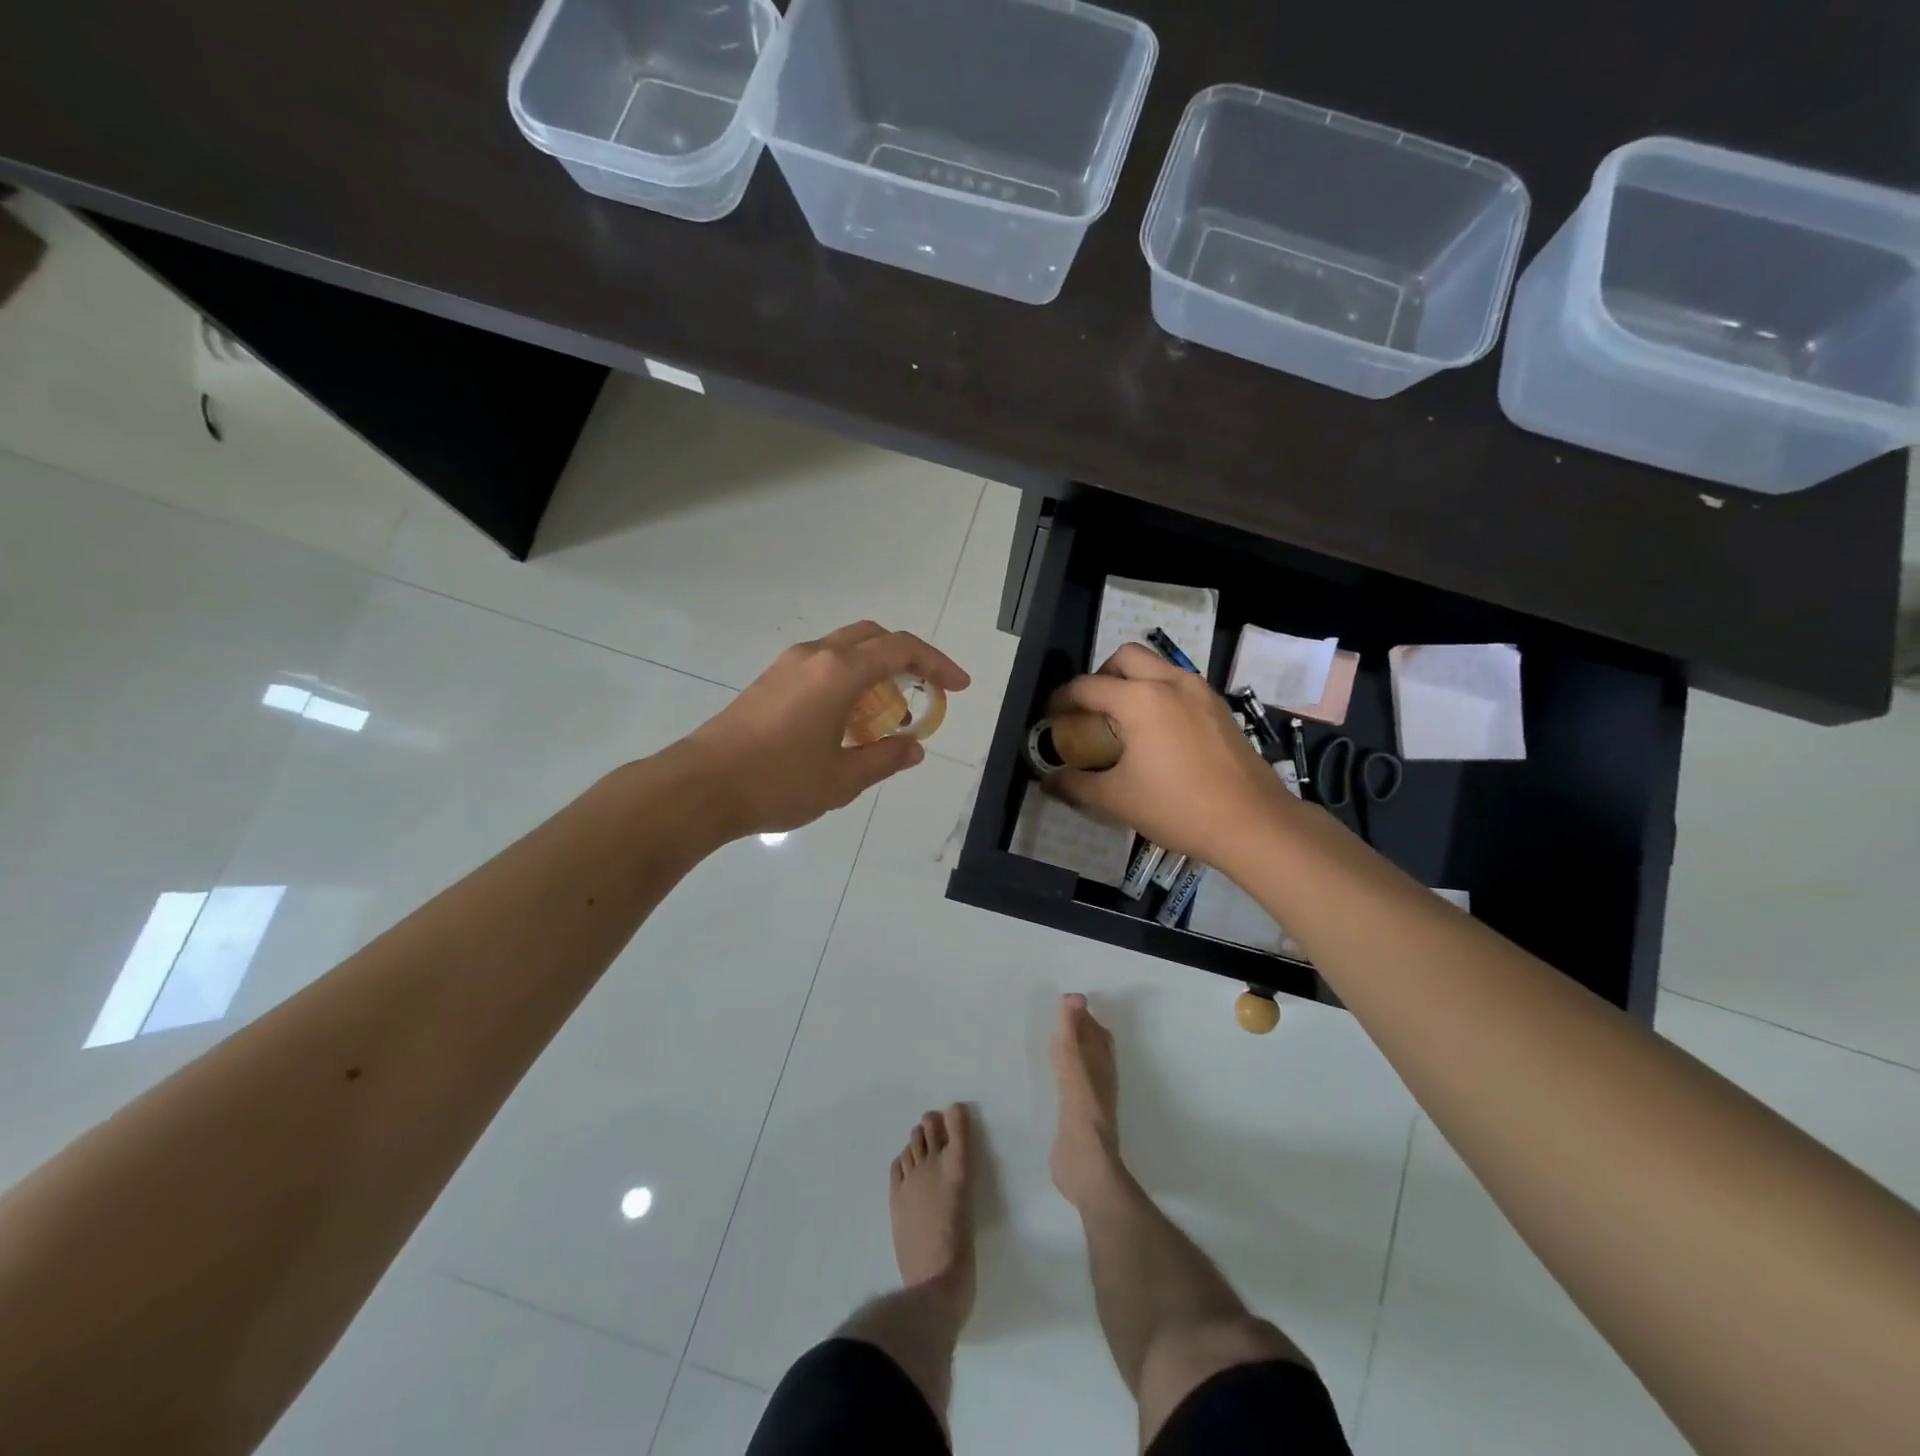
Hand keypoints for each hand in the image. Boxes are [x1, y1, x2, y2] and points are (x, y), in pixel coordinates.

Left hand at [682, 622, 968, 837]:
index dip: (937, 664)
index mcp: (839, 672)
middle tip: (926, 690)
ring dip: (876, 669)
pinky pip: (823, 665)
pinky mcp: (770, 680)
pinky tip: (848, 718)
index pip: (901, 650)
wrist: (699, 787)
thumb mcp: (843, 779)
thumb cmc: (778, 782)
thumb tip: (914, 747)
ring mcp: (788, 665)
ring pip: (845, 648)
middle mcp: (815, 656)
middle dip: (907, 657)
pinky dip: (849, 678)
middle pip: (873, 637)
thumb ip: (885, 758)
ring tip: (888, 713)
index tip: (958, 687)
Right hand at [1047, 643, 1293, 866]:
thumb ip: (1075, 785)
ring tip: (1124, 720)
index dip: (1062, 700)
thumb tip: (1048, 781)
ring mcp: (1201, 691)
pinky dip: (1160, 694)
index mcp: (1139, 699)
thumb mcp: (1116, 799)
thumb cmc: (1177, 807)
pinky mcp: (1220, 707)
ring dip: (1133, 681)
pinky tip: (1159, 733)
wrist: (1252, 822)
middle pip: (1125, 657)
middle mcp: (1170, 682)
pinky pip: (1180, 684)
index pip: (1087, 686)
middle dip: (1101, 676)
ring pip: (1157, 666)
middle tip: (1092, 709)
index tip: (1051, 717)